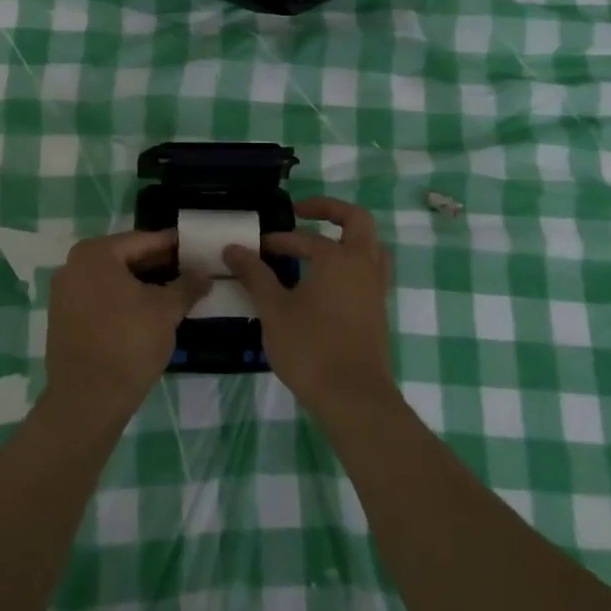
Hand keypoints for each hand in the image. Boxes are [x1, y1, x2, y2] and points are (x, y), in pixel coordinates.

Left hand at [43, 229, 209, 423]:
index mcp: (95, 253)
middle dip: (158, 266)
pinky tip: (147, 314)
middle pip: (125, 259)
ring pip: (112, 281)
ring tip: (174, 293)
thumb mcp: (166, 310)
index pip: (142, 240)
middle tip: (189, 272)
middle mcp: (73, 266)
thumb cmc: (128, 343)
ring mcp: (64, 294)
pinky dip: (123, 302)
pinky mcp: (63, 320)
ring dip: (142, 285)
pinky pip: (100, 300)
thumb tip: (204, 274)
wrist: (87, 401)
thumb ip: (187, 286)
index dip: (172, 245)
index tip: (196, 247)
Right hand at [224, 197, 395, 421]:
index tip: (254, 248)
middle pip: (357, 221)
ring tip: (321, 243)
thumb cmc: (311, 348)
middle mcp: (363, 266)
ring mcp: (376, 289)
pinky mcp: (378, 312)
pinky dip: (351, 263)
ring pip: (371, 247)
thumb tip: (232, 248)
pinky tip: (327, 280)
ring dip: (347, 238)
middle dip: (330, 211)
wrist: (354, 399)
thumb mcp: (274, 309)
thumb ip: (255, 275)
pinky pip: (370, 271)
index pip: (304, 238)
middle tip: (303, 213)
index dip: (277, 240)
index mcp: (339, 258)